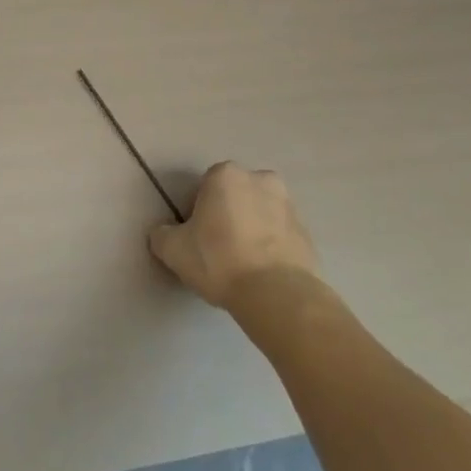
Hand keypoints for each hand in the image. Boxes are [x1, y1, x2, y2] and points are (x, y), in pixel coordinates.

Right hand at [148, 161, 320, 308]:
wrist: (278, 296)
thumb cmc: (220, 261)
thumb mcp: (173, 250)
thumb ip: (162, 235)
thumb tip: (164, 234)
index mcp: (226, 174)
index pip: (204, 188)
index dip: (197, 212)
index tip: (196, 238)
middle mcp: (260, 180)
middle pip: (235, 196)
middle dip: (228, 215)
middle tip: (218, 248)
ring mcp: (289, 206)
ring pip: (260, 214)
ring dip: (252, 229)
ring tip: (242, 264)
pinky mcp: (308, 234)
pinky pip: (280, 236)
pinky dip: (272, 248)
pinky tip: (262, 274)